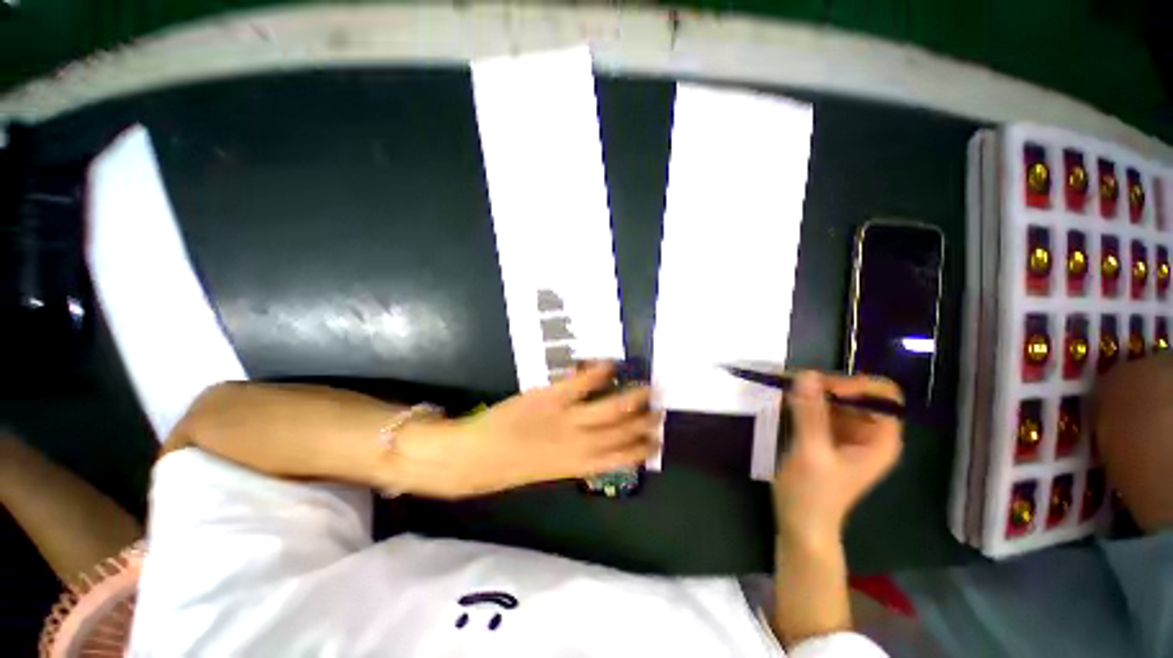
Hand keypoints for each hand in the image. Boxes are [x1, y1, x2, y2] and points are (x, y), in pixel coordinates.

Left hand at [387, 362, 659, 498]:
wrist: (474, 456)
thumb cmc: (510, 465)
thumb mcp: (548, 468)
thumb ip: (575, 457)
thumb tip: (598, 443)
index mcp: (576, 465)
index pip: (618, 459)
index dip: (640, 451)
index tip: (657, 442)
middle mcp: (577, 443)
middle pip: (619, 433)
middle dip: (643, 424)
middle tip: (661, 413)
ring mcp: (565, 418)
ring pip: (607, 409)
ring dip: (630, 399)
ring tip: (648, 390)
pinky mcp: (550, 397)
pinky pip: (580, 384)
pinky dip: (597, 374)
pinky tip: (610, 366)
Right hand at [773, 372, 902, 546]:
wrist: (801, 524)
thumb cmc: (812, 494)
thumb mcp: (811, 452)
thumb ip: (809, 414)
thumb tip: (805, 374)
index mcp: (880, 439)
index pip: (882, 395)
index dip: (856, 385)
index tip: (822, 388)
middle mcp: (868, 432)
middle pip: (856, 392)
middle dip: (826, 385)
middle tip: (794, 385)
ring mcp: (847, 433)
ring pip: (835, 398)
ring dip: (811, 391)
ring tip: (785, 391)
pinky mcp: (827, 435)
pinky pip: (819, 407)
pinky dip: (803, 400)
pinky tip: (785, 402)